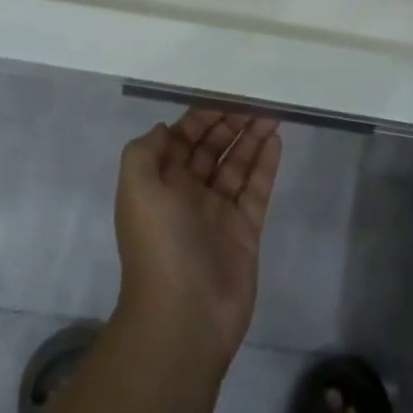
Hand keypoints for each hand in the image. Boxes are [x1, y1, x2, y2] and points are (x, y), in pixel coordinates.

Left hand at [113, 109, 282, 363]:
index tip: (223, 94)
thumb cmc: (158, 244)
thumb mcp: (136, 188)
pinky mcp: (245, 231)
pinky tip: (276, 141)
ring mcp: (218, 213)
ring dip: (251, 139)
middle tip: (254, 99)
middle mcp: (188, 194)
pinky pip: (256, 190)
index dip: (200, 117)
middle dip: (229, 123)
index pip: (181, 139)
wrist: (184, 318)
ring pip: (236, 166)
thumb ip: (146, 151)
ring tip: (271, 113)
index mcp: (160, 183)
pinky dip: (265, 165)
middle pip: (211, 149)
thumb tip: (167, 128)